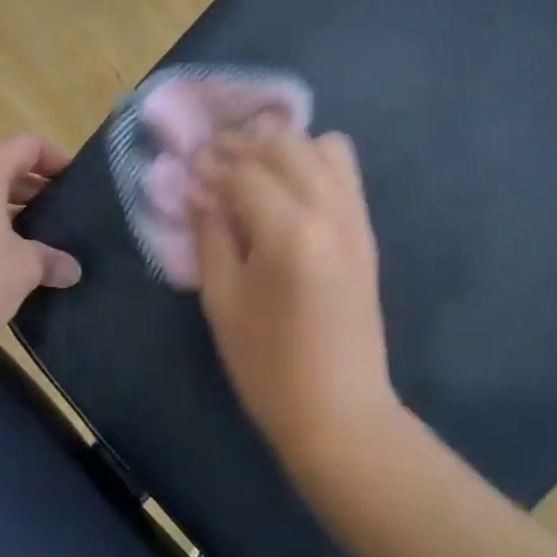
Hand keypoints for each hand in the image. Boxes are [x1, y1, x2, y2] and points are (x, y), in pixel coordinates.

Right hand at [192, 125, 401, 468]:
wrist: (340, 412)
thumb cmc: (268, 366)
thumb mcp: (222, 301)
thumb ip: (211, 234)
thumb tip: (199, 190)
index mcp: (289, 232)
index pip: (244, 171)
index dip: (212, 164)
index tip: (190, 168)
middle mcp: (329, 211)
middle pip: (286, 144)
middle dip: (244, 144)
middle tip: (215, 162)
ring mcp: (355, 218)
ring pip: (322, 146)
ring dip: (283, 147)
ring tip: (254, 170)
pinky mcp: (366, 230)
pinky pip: (344, 171)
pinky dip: (314, 162)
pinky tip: (287, 188)